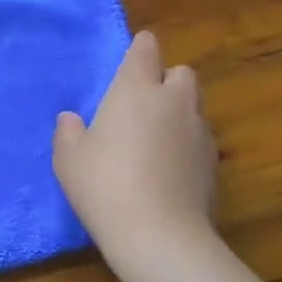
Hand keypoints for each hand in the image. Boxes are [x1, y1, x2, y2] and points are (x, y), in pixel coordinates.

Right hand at [53, 31, 217, 257]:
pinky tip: (169, 169)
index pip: (146, 50)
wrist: (158, 234)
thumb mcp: (68, 159)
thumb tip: (70, 119)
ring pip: (194, 107)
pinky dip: (187, 145)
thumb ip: (68, 132)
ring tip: (156, 139)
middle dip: (166, 80)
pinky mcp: (213, 163)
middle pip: (181, 73)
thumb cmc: (104, 185)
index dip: (140, 48)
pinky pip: (200, 140)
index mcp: (135, 90)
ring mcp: (199, 132)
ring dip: (178, 113)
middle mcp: (173, 102)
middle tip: (144, 103)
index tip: (134, 55)